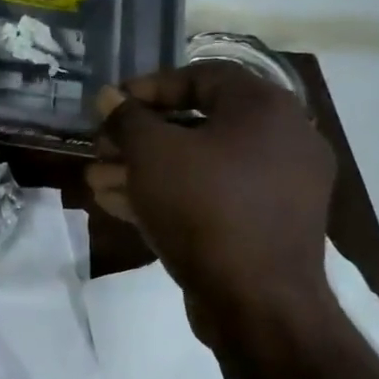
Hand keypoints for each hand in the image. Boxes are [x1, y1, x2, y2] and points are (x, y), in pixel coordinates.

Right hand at [87, 64, 336, 332]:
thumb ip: (127, 119)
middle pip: (197, 125)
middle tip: (100, 149)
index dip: (148, 87)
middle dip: (138, 138)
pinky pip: (211, 198)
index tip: (111, 105)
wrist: (257, 302)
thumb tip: (109, 97)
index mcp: (265, 109)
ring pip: (199, 167)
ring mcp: (276, 188)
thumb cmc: (205, 209)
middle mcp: (281, 140)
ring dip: (144, 170)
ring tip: (96, 180)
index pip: (201, 77)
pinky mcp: (263, 226)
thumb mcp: (153, 155)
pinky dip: (168, 196)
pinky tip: (119, 204)